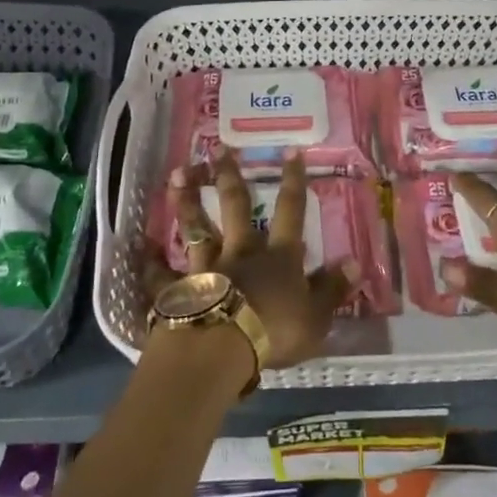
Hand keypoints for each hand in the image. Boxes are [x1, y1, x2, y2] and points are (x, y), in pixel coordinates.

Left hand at [142, 148, 356, 369]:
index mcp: (277, 257)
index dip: (292, 182)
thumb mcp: (316, 316)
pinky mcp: (179, 289)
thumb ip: (333, 289)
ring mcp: (206, 267)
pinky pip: (162, 273)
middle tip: (218, 148)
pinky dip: (151, 260)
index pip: (289, 211)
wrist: (221, 349)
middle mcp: (240, 252)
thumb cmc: (274, 332)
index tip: (290, 151)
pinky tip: (140, 246)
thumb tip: (355, 262)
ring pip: (197, 228)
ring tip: (178, 175)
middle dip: (229, 176)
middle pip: (235, 207)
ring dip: (187, 202)